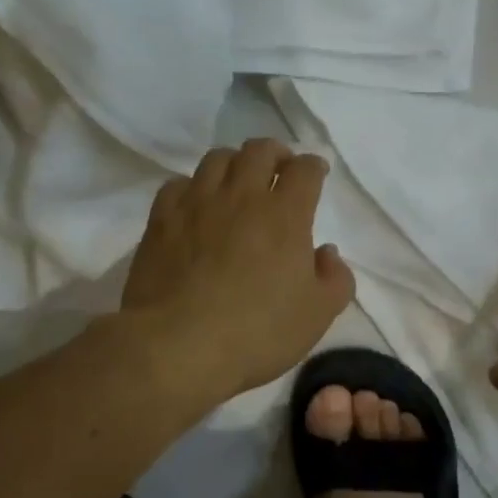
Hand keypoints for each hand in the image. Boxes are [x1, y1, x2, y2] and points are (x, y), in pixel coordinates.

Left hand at [121, 138, 355, 404]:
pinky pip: (178, 184)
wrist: (177, 346)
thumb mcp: (317, 315)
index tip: (316, 175)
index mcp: (285, 214)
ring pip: (217, 159)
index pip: (304, 170)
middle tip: (279, 169)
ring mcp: (197, 203)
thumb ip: (336, 278)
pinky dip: (193, 186)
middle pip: (260, 150)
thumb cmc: (257, 332)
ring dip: (235, 163)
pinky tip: (196, 205)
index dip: (314, 166)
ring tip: (238, 182)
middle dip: (275, 153)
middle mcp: (242, 196)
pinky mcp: (162, 219)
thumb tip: (326, 252)